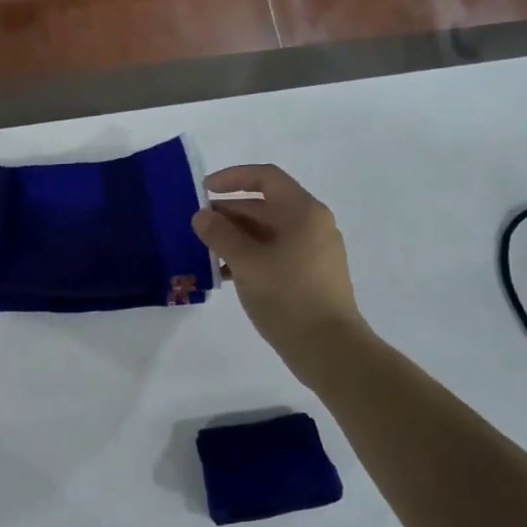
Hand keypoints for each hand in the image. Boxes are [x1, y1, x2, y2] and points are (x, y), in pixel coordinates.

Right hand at [192, 165, 369, 376]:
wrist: (330, 349)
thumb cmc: (288, 297)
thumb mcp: (246, 263)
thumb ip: (220, 234)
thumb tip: (202, 216)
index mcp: (303, 212)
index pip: (265, 177)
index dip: (232, 178)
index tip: (203, 189)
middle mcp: (312, 224)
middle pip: (265, 206)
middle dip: (229, 213)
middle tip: (197, 227)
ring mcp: (313, 251)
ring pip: (268, 232)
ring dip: (236, 238)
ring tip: (206, 252)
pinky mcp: (310, 275)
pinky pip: (275, 253)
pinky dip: (250, 256)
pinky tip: (226, 274)